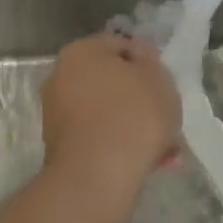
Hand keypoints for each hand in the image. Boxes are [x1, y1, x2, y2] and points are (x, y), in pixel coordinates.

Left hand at [40, 33, 181, 191]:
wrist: (97, 176)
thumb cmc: (132, 115)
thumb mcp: (157, 77)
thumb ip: (149, 60)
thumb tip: (139, 54)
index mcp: (81, 52)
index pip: (121, 46)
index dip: (148, 63)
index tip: (165, 84)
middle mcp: (61, 77)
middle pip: (112, 82)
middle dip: (140, 99)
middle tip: (166, 116)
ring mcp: (57, 114)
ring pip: (107, 113)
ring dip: (133, 126)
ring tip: (164, 148)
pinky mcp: (61, 147)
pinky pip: (99, 137)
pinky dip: (120, 145)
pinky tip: (148, 162)